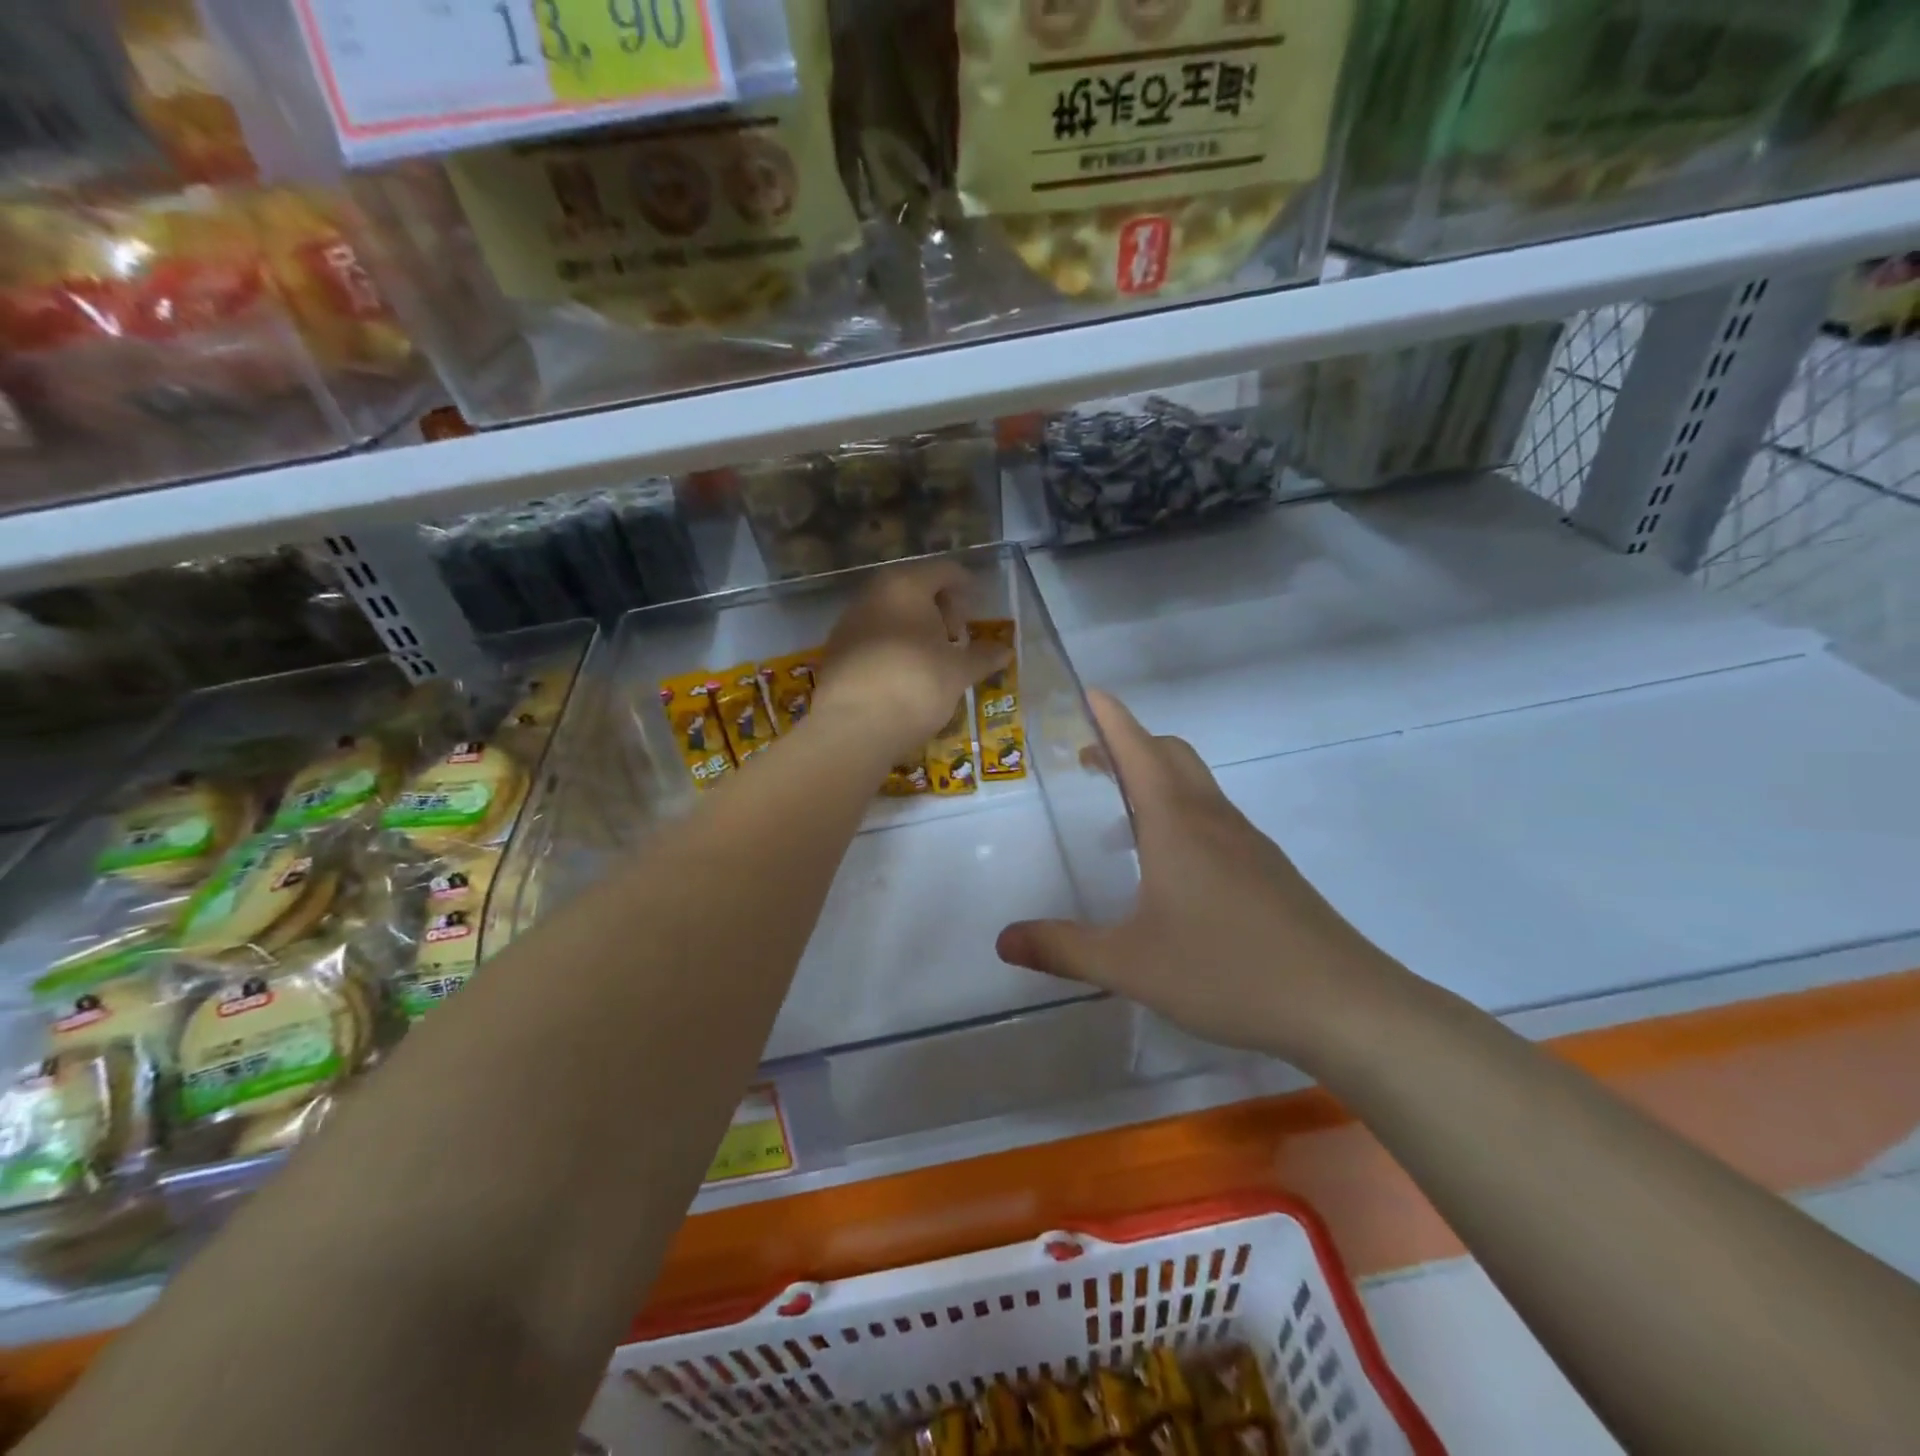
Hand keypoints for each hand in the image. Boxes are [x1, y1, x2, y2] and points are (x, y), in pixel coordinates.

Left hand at [812, 560, 1010, 764]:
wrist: (854, 726)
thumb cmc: (916, 684)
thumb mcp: (958, 672)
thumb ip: (982, 657)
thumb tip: (1005, 651)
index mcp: (906, 586)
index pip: (943, 571)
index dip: (964, 587)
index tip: (977, 609)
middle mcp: (872, 594)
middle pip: (913, 589)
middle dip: (938, 610)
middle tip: (955, 638)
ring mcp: (848, 623)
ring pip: (889, 614)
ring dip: (913, 630)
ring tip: (931, 660)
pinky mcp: (835, 652)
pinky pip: (872, 639)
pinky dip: (892, 648)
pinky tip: (903, 676)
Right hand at [995, 692, 1410, 1067]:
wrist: (1341, 1004)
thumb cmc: (1227, 970)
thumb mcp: (1130, 964)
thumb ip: (1063, 948)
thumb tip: (1004, 940)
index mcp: (1175, 823)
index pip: (1138, 749)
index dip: (1111, 718)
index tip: (1089, 694)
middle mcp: (1212, 819)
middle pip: (1171, 754)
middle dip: (1131, 744)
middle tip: (1091, 760)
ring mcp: (1247, 842)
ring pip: (1197, 786)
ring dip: (1157, 780)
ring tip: (1122, 816)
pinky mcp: (1268, 869)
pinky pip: (1215, 819)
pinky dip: (1182, 814)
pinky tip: (1170, 869)